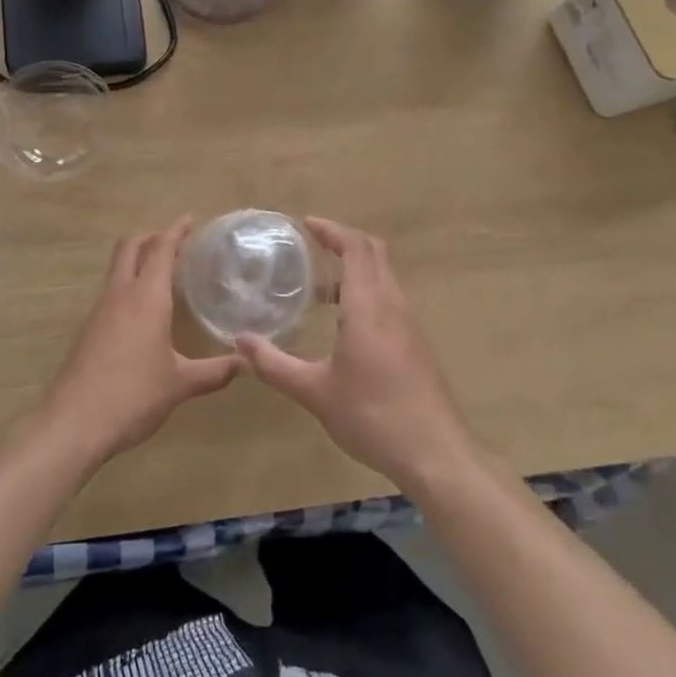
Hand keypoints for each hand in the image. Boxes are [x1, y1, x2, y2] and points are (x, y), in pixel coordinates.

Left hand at [40, 217, 240, 464]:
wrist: (72, 425)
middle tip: (176, 241)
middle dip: (152, 236)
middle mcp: (120, 295)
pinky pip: (111, 293)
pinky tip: (144, 312)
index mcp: (146, 298)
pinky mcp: (88, 331)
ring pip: (117, 269)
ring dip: (138, 260)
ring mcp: (99, 312)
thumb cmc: (132, 396)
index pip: (161, 249)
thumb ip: (214, 372)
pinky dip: (129, 285)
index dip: (176, 231)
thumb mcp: (180, 384)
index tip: (191, 219)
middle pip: (130, 247)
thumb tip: (246, 363)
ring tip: (164, 273)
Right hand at [236, 218, 472, 487]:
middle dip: (344, 241)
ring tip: (320, 288)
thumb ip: (275, 365)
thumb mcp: (315, 392)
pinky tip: (345, 324)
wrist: (435, 452)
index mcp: (369, 305)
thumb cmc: (372, 415)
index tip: (306, 224)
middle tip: (312, 245)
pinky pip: (390, 299)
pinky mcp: (416, 343)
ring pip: (385, 276)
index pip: (355, 247)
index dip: (332, 230)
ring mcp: (409, 323)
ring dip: (356, 268)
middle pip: (374, 252)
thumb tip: (241, 341)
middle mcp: (393, 304)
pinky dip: (367, 292)